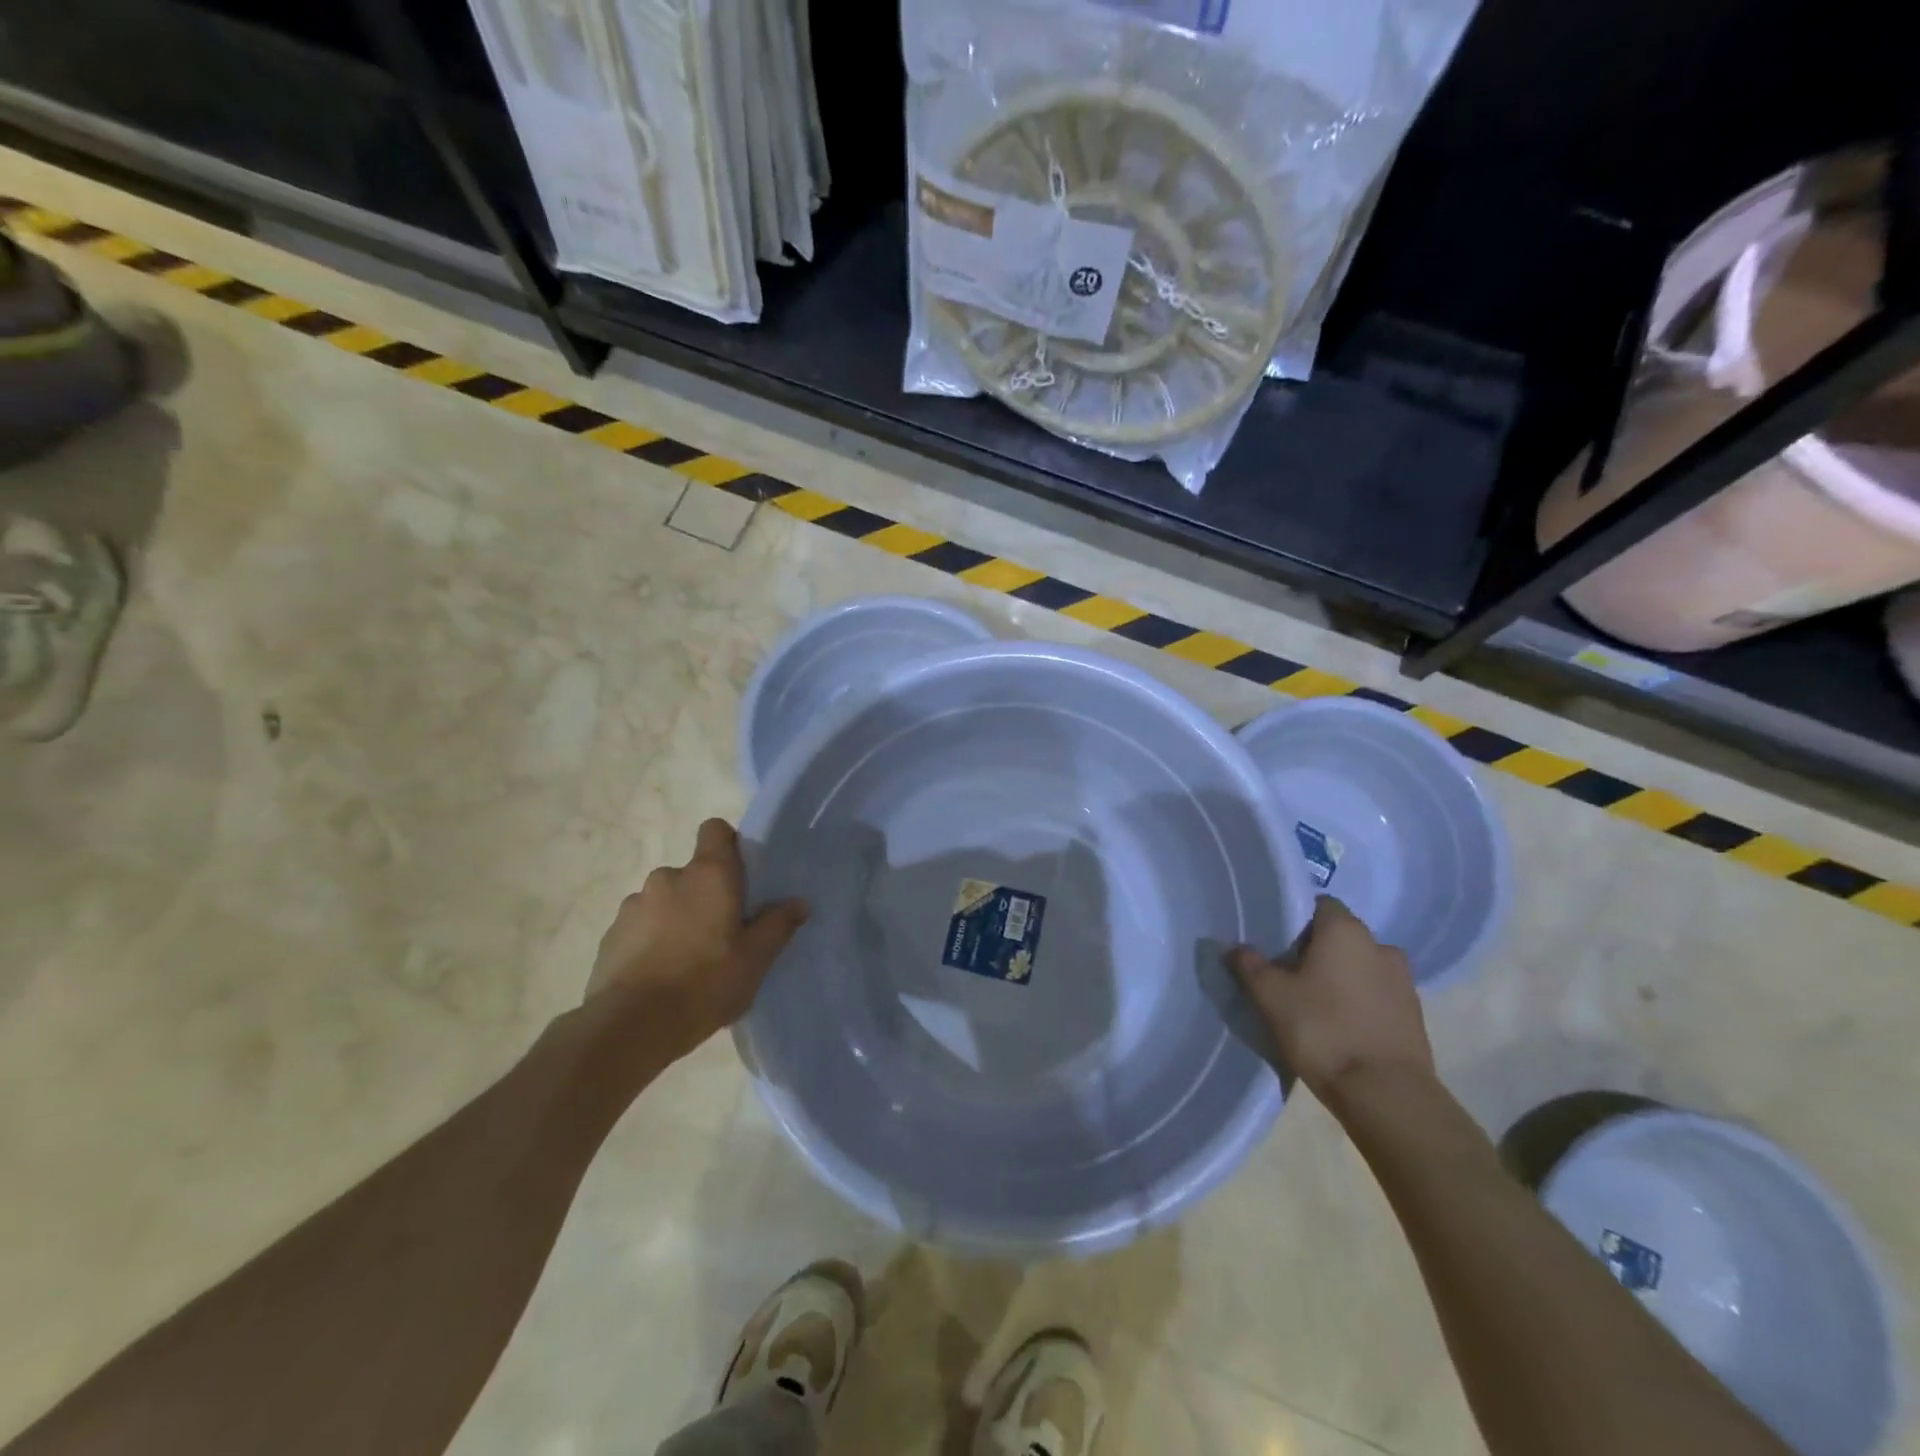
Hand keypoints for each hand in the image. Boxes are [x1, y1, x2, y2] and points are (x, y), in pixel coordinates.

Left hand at [585, 819, 807, 1061]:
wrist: (630, 1027)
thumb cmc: (705, 984)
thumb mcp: (756, 959)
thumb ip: (778, 925)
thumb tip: (798, 902)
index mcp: (708, 875)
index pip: (716, 830)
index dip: (729, 846)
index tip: (741, 877)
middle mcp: (668, 877)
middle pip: (693, 872)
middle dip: (705, 895)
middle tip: (721, 933)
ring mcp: (634, 904)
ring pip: (665, 900)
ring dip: (676, 918)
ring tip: (687, 960)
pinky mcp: (610, 934)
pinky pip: (640, 926)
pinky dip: (650, 941)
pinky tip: (659, 975)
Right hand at [1227, 896, 1432, 1103]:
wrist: (1385, 1094)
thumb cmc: (1322, 1030)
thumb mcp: (1271, 996)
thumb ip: (1250, 965)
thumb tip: (1236, 947)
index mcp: (1346, 931)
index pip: (1320, 905)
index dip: (1297, 919)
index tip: (1278, 942)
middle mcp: (1380, 946)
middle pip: (1342, 935)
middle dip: (1318, 949)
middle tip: (1290, 974)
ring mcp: (1404, 981)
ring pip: (1363, 966)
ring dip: (1343, 976)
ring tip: (1316, 1002)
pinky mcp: (1415, 1015)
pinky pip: (1378, 994)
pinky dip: (1361, 1001)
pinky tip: (1341, 1024)